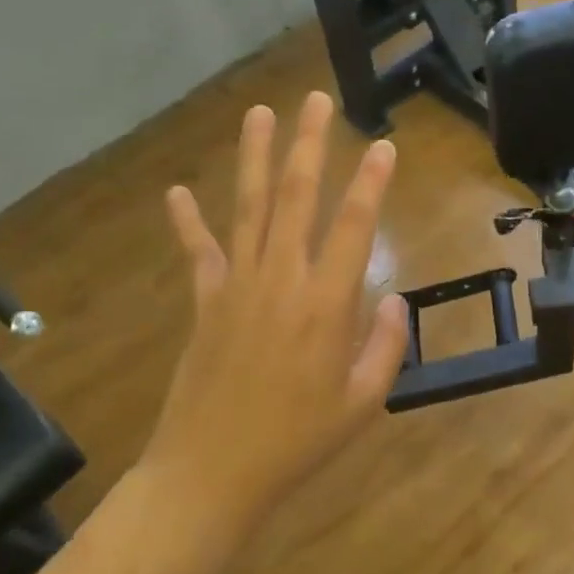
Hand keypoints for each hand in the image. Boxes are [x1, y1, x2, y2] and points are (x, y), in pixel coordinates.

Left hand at [145, 92, 408, 535]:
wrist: (211, 473)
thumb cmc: (297, 442)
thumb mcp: (361, 403)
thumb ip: (386, 347)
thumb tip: (397, 300)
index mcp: (325, 304)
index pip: (353, 227)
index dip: (370, 183)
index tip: (384, 146)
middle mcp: (281, 280)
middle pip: (296, 198)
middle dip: (308, 145)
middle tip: (315, 101)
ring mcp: (237, 286)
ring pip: (249, 208)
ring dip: (254, 158)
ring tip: (259, 114)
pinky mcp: (206, 303)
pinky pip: (199, 252)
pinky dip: (188, 221)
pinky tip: (176, 190)